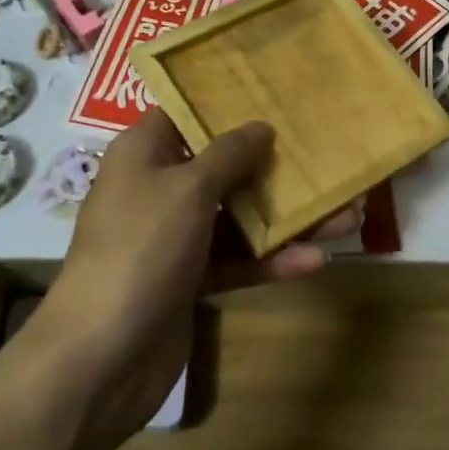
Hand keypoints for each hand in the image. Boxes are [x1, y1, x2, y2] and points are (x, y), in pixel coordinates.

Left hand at [18, 109, 358, 446]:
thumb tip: (260, 126)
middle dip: (272, 164)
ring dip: (286, 218)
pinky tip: (315, 259)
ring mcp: (174, 237)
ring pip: (236, 216)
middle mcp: (158, 188)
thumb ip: (229, 154)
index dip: (226, 102)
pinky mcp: (188, 280)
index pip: (185, 112)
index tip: (275, 94)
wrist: (102, 356)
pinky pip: (235, 260)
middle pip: (221, 166)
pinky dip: (270, 259)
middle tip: (323, 154)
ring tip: (346, 215)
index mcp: (144, 153)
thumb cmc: (142, 248)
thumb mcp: (188, 188)